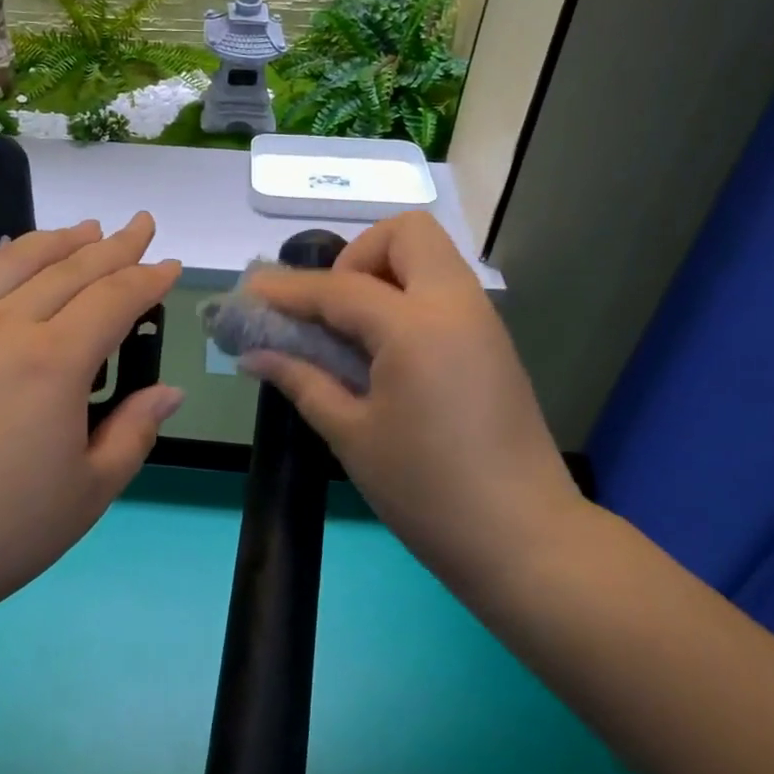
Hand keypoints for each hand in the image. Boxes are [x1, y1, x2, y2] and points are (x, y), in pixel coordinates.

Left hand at [0, 214, 183, 638]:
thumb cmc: (0, 531)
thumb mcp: (89, 491)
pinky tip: (14, 264)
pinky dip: (7, 263)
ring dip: (59, 241)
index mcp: (53, 362)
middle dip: (114, 245)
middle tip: (141, 225)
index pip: (114, 299)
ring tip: (87, 229)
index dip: (148, 279)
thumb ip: (134, 432)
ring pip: (15, 264)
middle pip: (70, 269)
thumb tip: (167, 392)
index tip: (171, 265)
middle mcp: (5, 328)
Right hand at [241, 212, 580, 599]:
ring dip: (383, 274)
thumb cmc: (426, 491)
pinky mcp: (493, 344)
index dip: (288, 290)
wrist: (523, 539)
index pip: (340, 288)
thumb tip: (255, 355)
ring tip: (350, 331)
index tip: (250, 293)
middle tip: (330, 310)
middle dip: (357, 256)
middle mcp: (456, 306)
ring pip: (431, 258)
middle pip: (407, 234)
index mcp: (417, 328)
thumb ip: (302, 381)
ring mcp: (482, 322)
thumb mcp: (351, 435)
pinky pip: (444, 292)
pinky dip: (407, 299)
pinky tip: (383, 351)